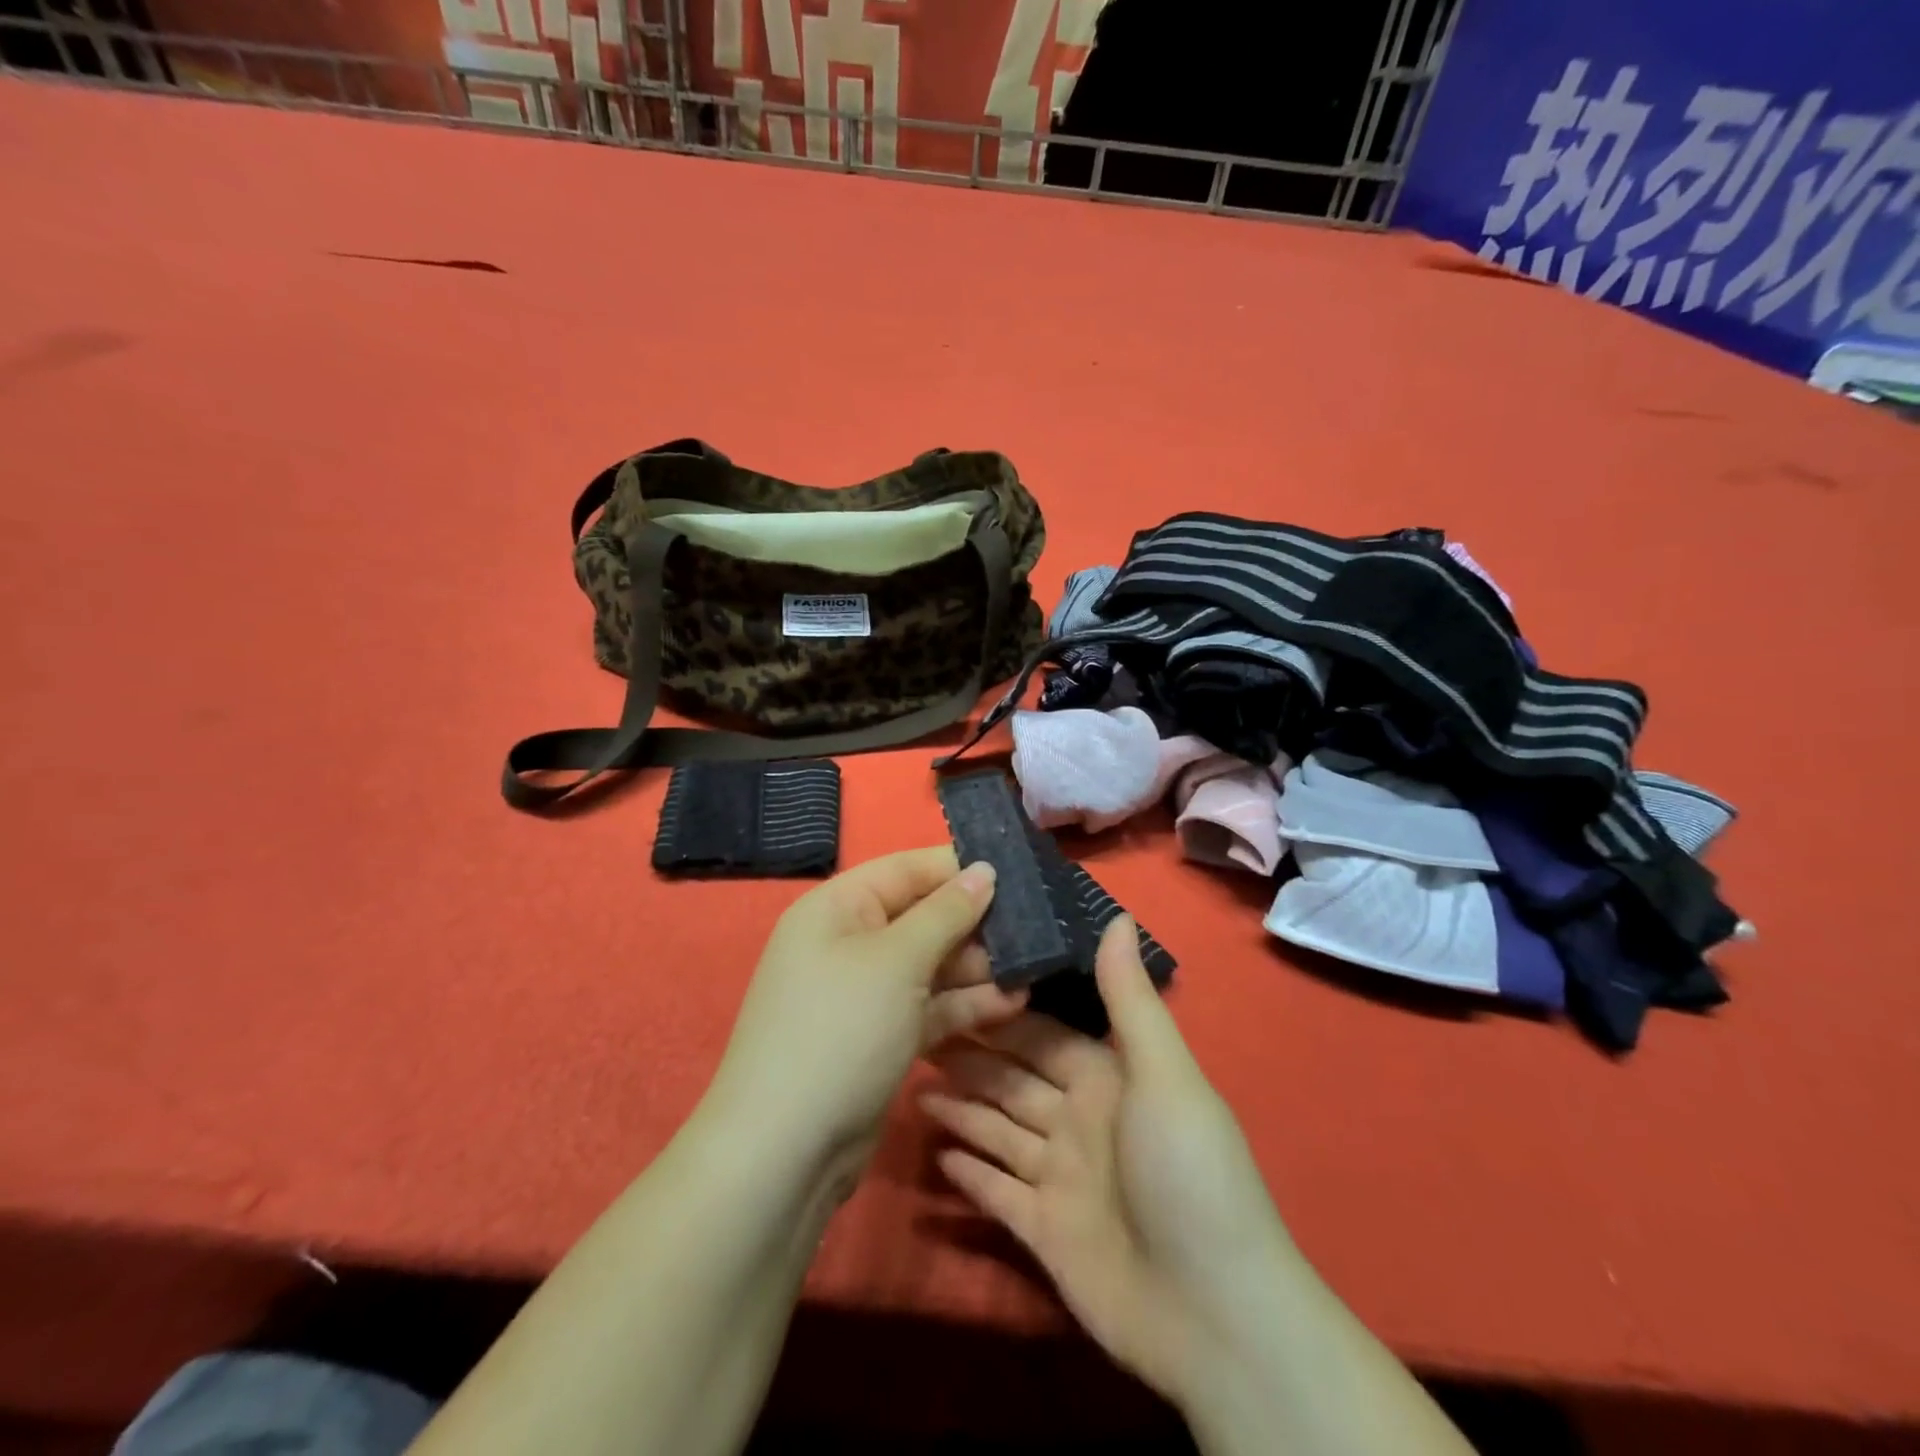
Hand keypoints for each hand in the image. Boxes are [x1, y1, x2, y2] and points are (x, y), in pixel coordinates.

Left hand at [702, 847, 1026, 1193]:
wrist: (786, 1151)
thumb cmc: (841, 1029)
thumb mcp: (897, 960)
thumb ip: (946, 912)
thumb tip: (984, 869)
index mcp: (838, 907)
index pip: (906, 869)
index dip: (958, 867)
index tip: (1017, 871)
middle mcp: (849, 942)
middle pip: (923, 916)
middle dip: (976, 922)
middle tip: (1037, 927)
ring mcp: (865, 993)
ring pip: (931, 965)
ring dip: (979, 968)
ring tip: (1034, 968)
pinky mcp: (881, 1037)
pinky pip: (929, 1006)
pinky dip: (965, 1005)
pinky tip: (1013, 1004)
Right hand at [923, 918, 1295, 1406]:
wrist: (1213, 1314)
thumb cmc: (1186, 1171)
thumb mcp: (1162, 1074)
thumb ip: (1130, 998)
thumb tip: (1115, 915)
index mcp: (1106, 1078)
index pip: (1040, 1034)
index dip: (999, 1011)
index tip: (950, 982)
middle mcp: (1079, 1120)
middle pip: (1011, 1077)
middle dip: (968, 1053)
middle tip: (912, 1027)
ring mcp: (1060, 1178)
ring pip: (997, 1128)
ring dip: (959, 1106)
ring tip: (909, 1079)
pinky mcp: (1043, 1231)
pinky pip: (997, 1191)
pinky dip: (969, 1172)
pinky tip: (934, 1150)